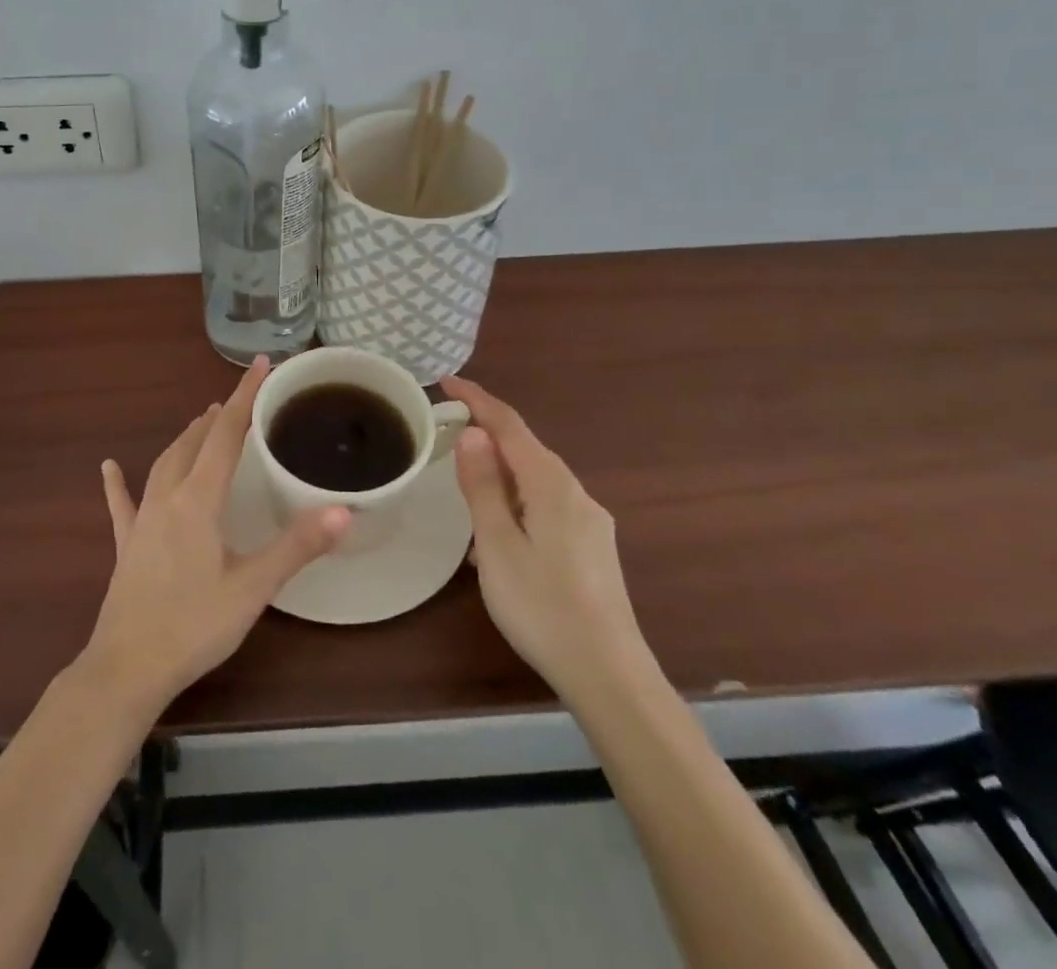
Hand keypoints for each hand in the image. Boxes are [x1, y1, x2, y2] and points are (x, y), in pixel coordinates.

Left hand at [81, 357, 350, 713]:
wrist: (127, 669)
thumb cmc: (194, 626)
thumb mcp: (253, 587)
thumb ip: (297, 546)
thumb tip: (344, 510)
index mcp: (199, 500)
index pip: (227, 434)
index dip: (245, 397)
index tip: (261, 364)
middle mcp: (168, 498)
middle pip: (193, 443)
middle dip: (217, 417)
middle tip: (237, 403)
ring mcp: (142, 520)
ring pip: (164, 464)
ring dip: (185, 440)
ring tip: (201, 424)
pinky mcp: (127, 546)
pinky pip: (122, 504)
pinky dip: (118, 483)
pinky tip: (108, 467)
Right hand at [441, 374, 651, 700]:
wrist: (610, 675)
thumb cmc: (543, 607)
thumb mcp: (497, 545)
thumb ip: (483, 486)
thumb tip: (473, 433)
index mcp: (551, 485)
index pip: (510, 426)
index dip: (478, 400)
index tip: (446, 380)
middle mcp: (576, 493)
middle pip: (526, 449)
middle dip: (487, 435)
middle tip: (446, 434)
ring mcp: (590, 522)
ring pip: (536, 480)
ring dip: (499, 475)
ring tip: (464, 494)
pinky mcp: (593, 548)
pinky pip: (547, 507)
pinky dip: (516, 504)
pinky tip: (499, 538)